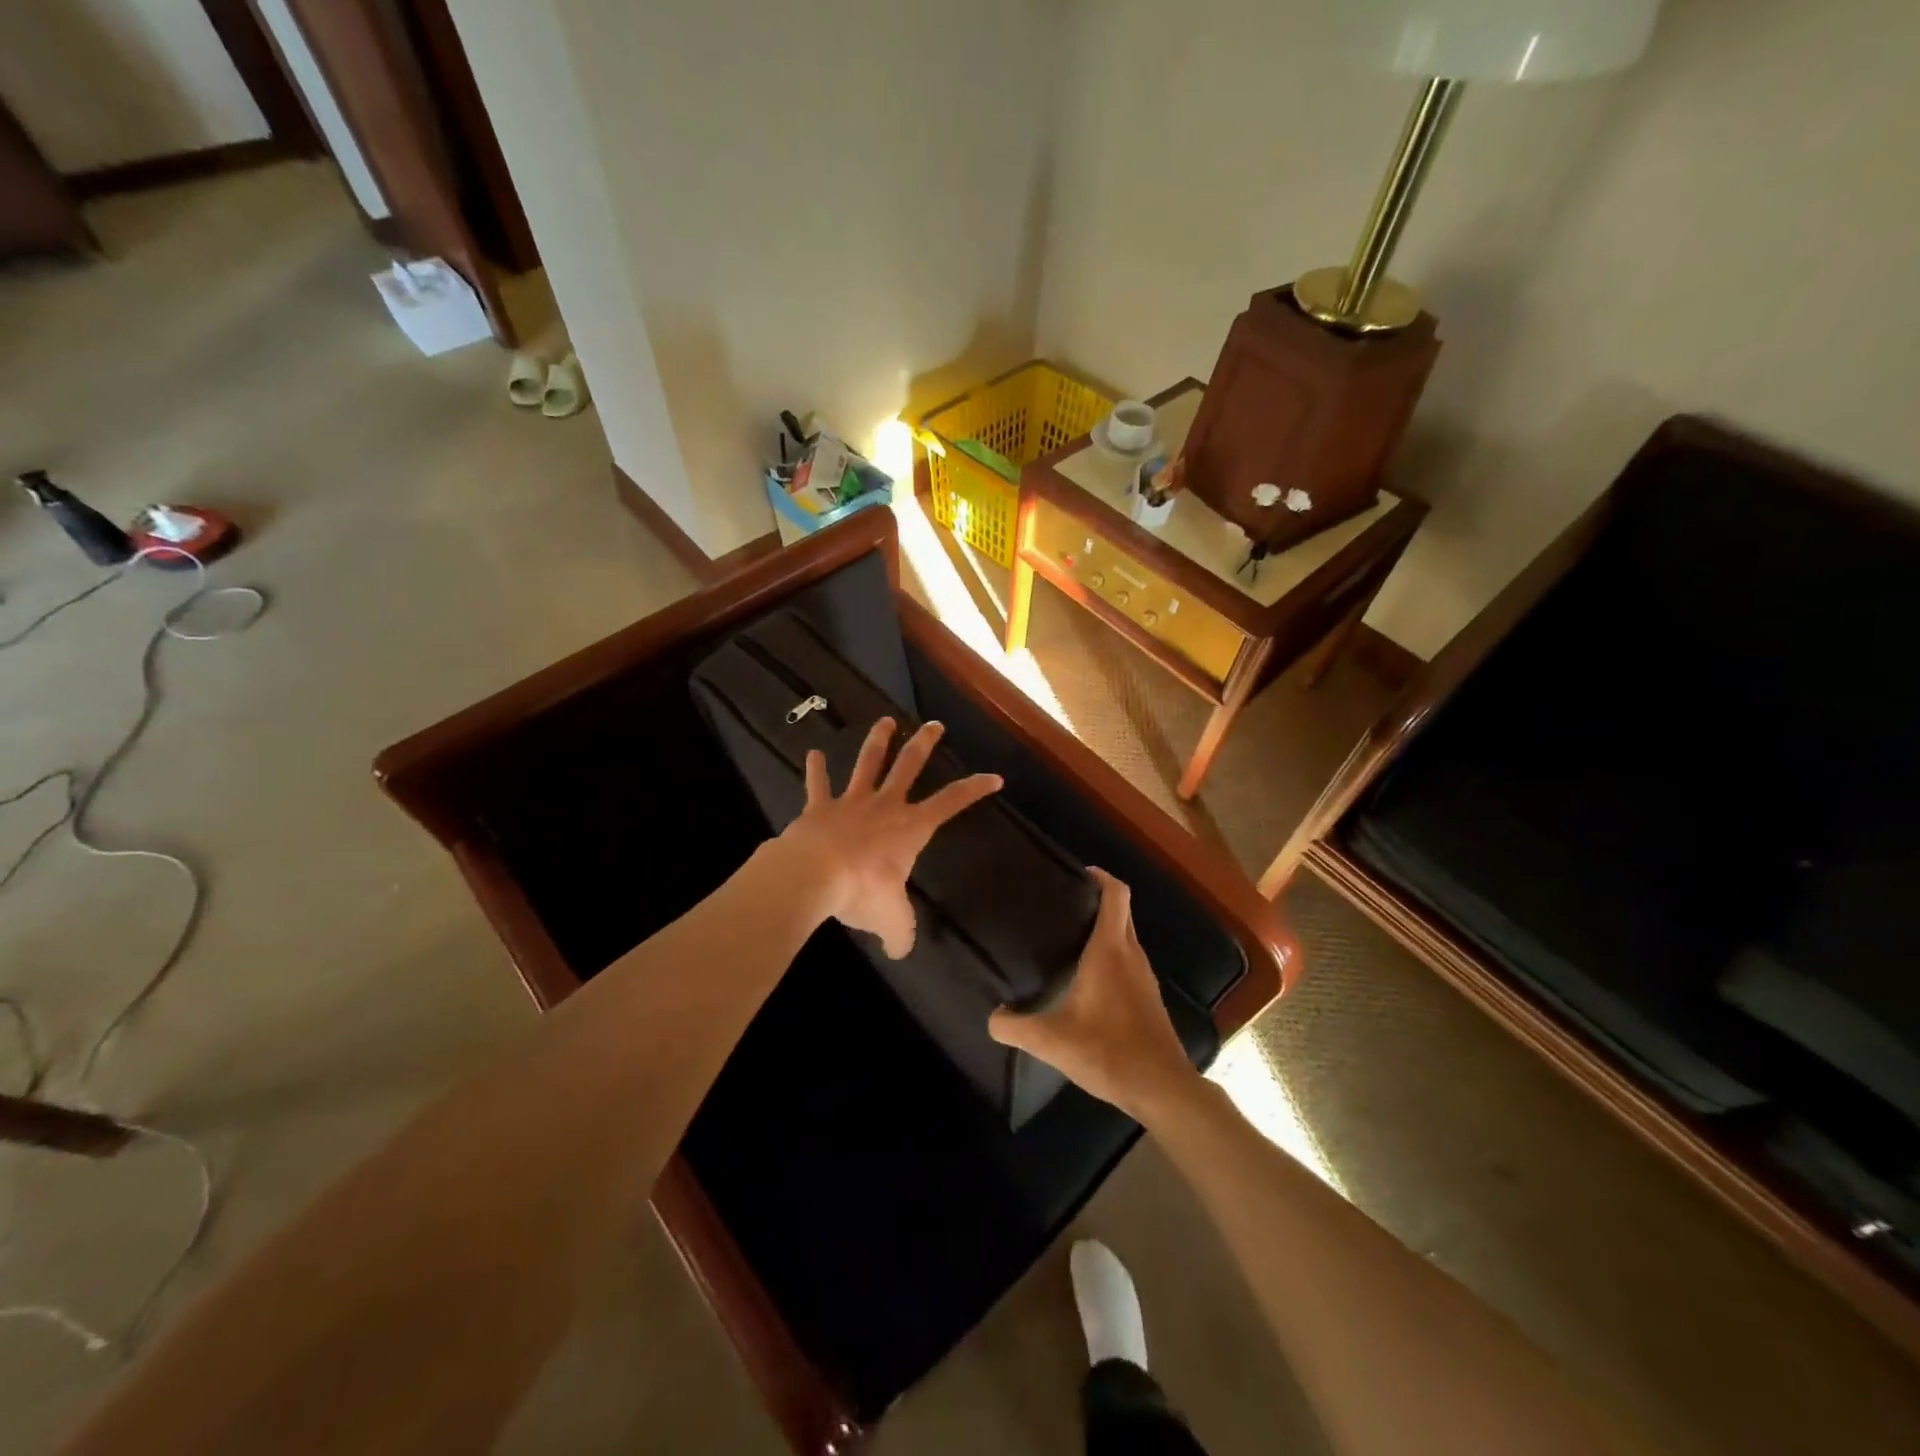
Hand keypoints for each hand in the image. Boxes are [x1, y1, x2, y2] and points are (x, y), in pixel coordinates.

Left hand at [780, 717, 1000, 957]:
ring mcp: (851, 802)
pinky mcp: (820, 807)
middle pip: (909, 766)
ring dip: (878, 741)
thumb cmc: (863, 892)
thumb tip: (899, 951)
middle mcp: (885, 806)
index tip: (994, 776)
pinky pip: (818, 784)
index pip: (951, 802)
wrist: (815, 874)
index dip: (974, 789)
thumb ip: (900, 934)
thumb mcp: (892, 920)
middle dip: (925, 744)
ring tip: (885, 721)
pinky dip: (815, 770)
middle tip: (934, 724)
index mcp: (911, 828)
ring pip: (868, 763)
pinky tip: (812, 753)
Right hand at [988, 869, 1200, 1120]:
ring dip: (1105, 927)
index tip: (1078, 872)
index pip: (1116, 894)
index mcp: (1110, 950)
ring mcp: (1144, 976)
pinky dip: (1111, 954)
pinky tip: (1088, 977)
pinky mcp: (1149, 997)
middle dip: (1097, 899)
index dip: (1101, 876)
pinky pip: (1129, 960)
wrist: (1161, 1088)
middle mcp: (1131, 954)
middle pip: (1121, 911)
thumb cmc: (1107, 1051)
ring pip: (1126, 936)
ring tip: (1069, 935)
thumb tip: (992, 1016)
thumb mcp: (1051, 1040)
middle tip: (1062, 903)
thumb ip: (1014, 1026)